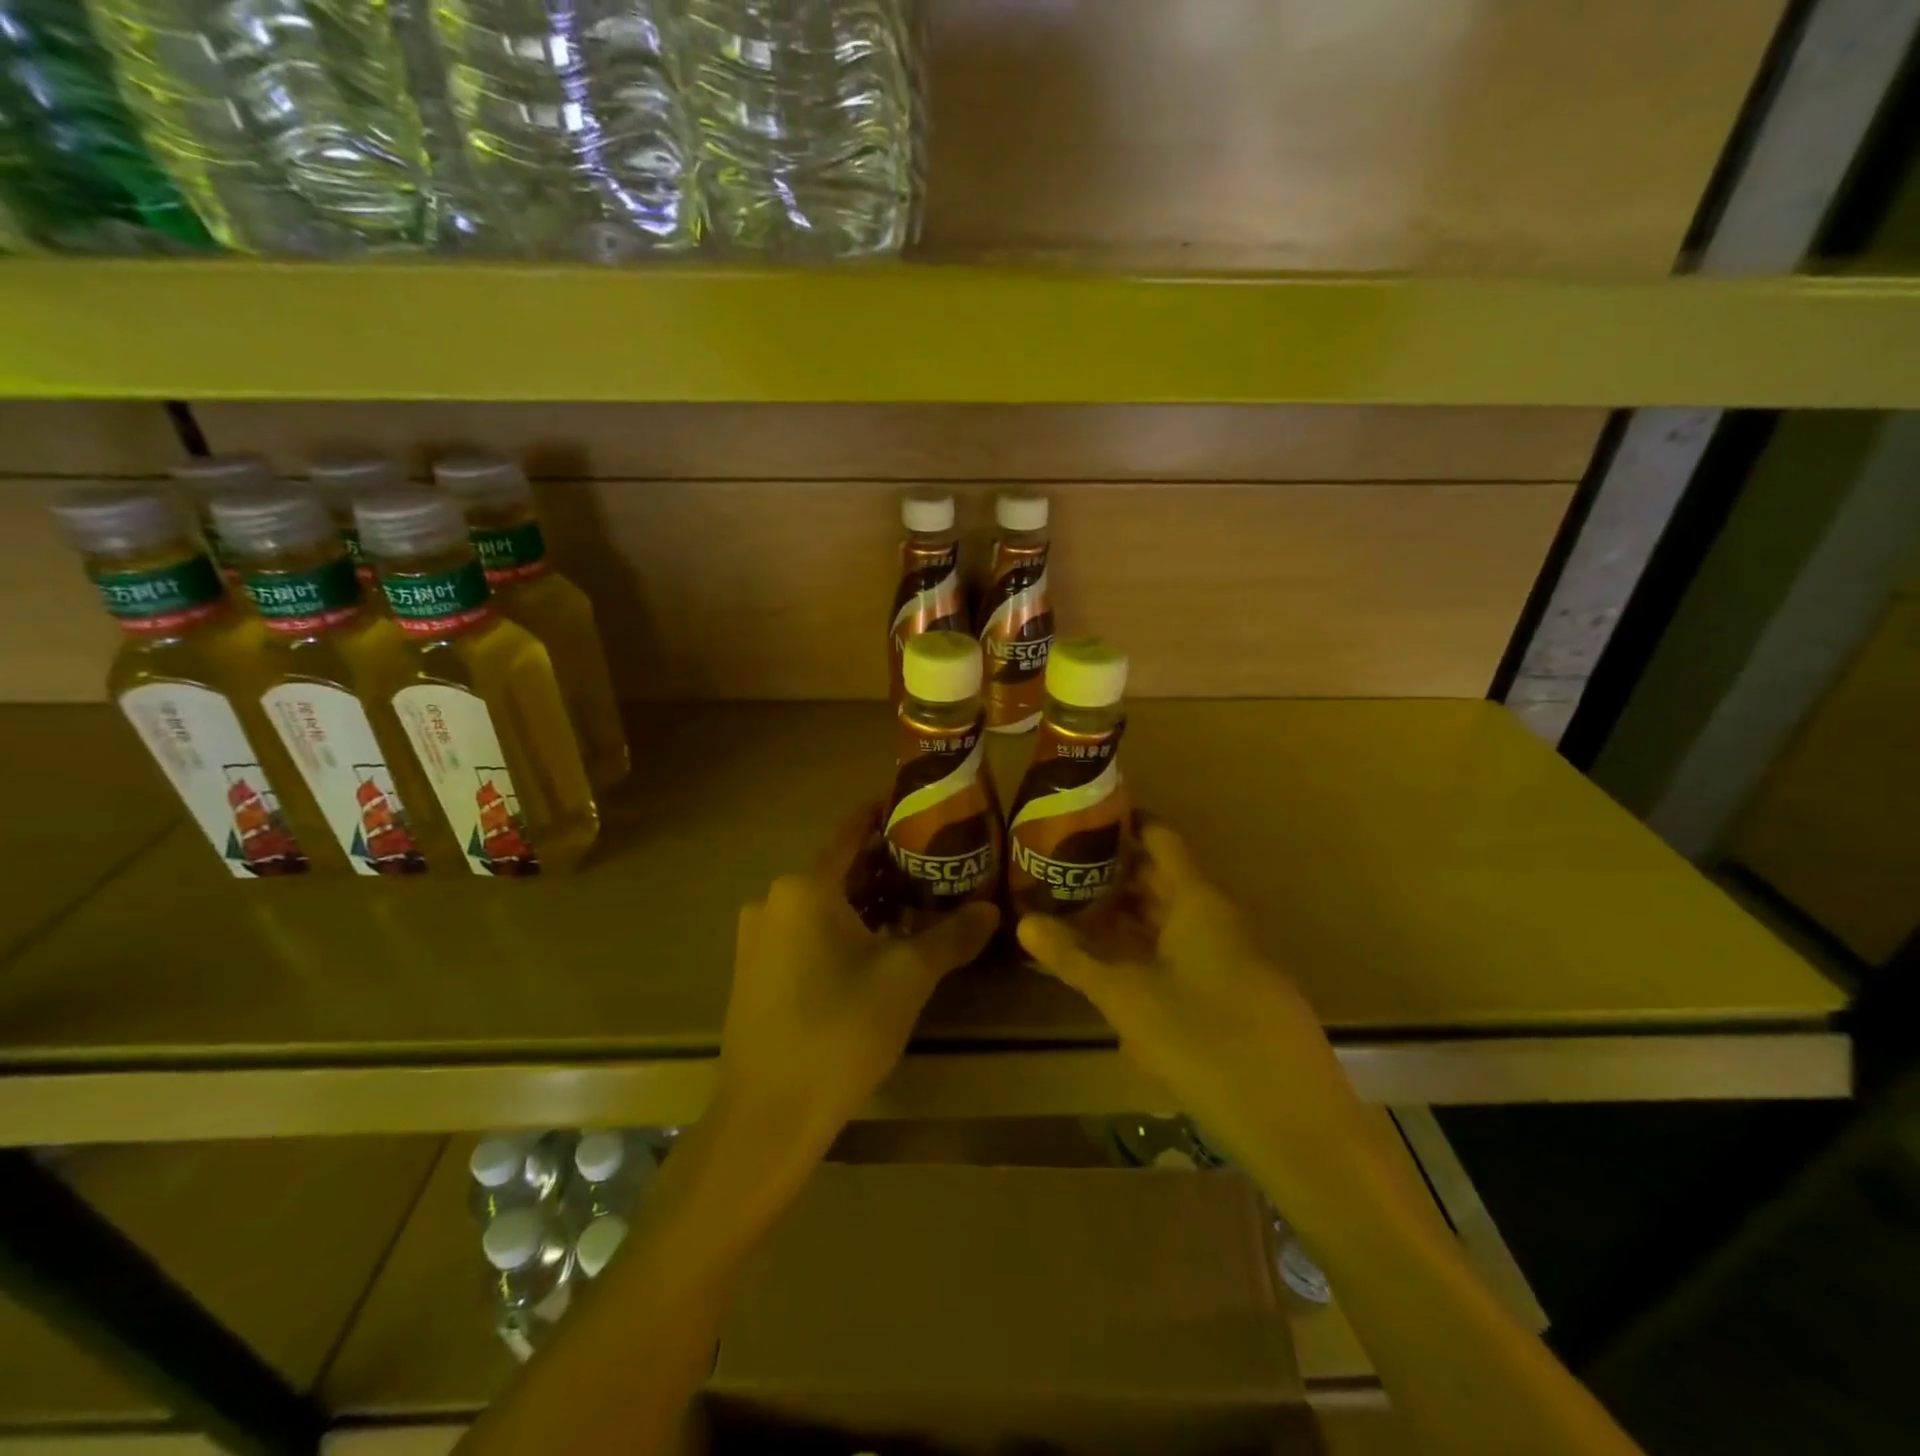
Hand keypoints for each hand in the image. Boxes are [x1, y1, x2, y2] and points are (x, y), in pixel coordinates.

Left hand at [715, 807, 998, 1161]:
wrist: (768, 1117)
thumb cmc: (840, 1031)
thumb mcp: (907, 978)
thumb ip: (952, 936)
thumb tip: (991, 910)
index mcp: (805, 887)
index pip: (851, 830)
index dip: (884, 815)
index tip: (920, 807)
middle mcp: (774, 900)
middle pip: (840, 869)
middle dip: (887, 866)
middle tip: (937, 865)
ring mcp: (759, 937)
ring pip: (824, 904)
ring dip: (868, 902)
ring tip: (918, 905)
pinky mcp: (755, 971)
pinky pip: (807, 932)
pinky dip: (843, 929)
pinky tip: (878, 949)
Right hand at [1017, 821, 1365, 1192]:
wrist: (1296, 1126)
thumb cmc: (1204, 1044)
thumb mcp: (1126, 999)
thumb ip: (1074, 959)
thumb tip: (1023, 922)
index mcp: (1198, 902)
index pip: (1159, 838)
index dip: (1122, 824)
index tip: (1078, 821)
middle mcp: (1218, 919)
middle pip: (1162, 879)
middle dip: (1113, 875)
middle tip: (1060, 872)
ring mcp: (1232, 957)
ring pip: (1172, 921)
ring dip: (1128, 917)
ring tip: (1076, 915)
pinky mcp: (1238, 994)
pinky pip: (1185, 954)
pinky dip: (1149, 951)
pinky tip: (1117, 971)